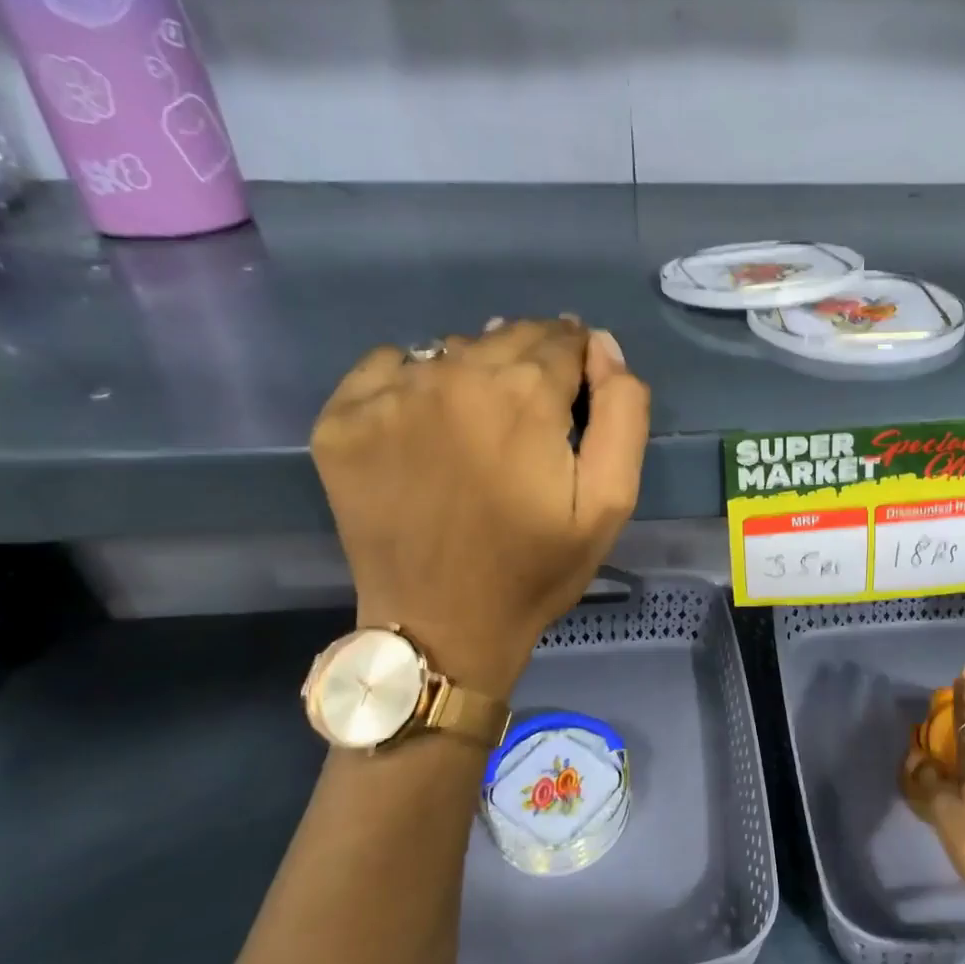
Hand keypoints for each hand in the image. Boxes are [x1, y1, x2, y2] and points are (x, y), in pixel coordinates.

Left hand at [311, 317, 648, 697]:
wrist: (440, 628)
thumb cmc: (535, 568)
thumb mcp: (610, 502)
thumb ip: (622, 414)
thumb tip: (603, 346)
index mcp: (522, 394)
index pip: (563, 339)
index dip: (578, 364)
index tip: (575, 402)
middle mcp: (451, 376)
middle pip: (507, 335)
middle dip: (532, 364)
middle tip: (533, 420)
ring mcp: (388, 396)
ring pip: (451, 351)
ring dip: (476, 374)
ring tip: (482, 431)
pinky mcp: (341, 420)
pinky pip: (389, 367)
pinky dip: (413, 383)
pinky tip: (427, 429)